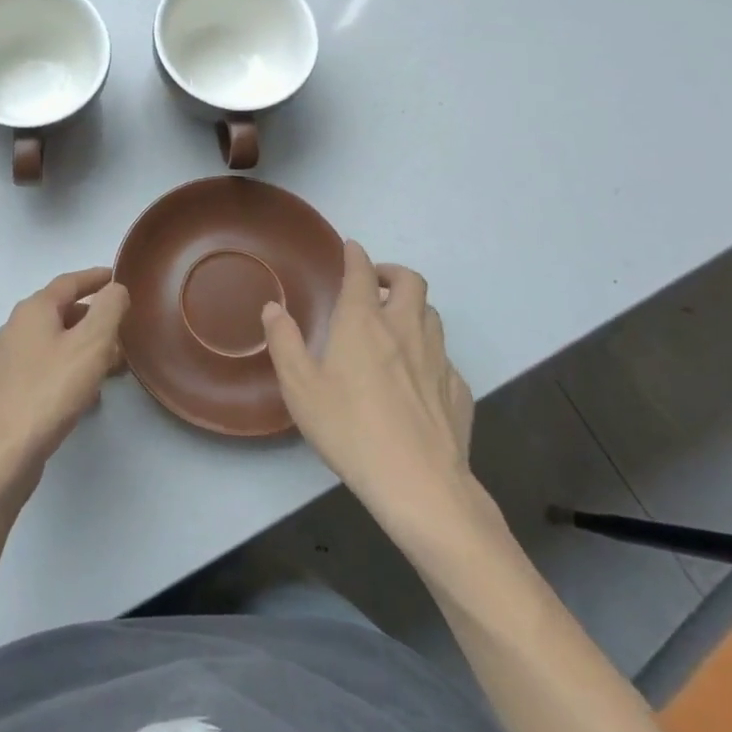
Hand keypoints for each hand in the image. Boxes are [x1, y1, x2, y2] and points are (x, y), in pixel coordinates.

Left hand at [0, 267, 130, 500]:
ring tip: (111, 368)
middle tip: (122, 332)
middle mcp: (14, 329)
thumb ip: (108, 310)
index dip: (95, 278)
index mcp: (33, 310)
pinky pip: (44, 369)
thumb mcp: (91, 345)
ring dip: (83, 349)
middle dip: (93, 319)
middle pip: (60, 313)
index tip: (116, 277)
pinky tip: (83, 396)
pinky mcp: (5, 392)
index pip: (69, 282)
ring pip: (53, 344)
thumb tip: (115, 289)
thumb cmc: (48, 392)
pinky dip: (68, 371)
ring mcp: (6, 362)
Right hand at [263, 240, 475, 519]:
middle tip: (375, 283)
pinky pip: (445, 357)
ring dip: (413, 307)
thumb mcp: (300, 387)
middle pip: (411, 282)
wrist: (419, 483)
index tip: (351, 247)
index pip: (361, 273)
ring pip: (432, 314)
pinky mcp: (458, 390)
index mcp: (363, 323)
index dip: (355, 255)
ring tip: (395, 321)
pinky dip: (430, 351)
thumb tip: (273, 308)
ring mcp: (438, 359)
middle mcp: (405, 330)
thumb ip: (284, 342)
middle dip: (392, 272)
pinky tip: (417, 373)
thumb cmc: (349, 429)